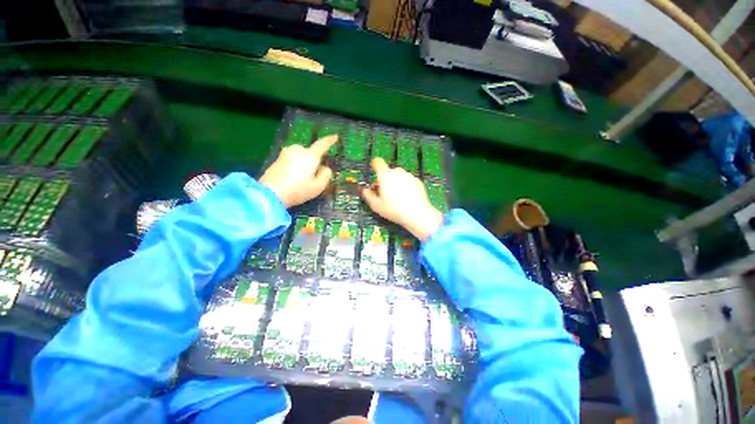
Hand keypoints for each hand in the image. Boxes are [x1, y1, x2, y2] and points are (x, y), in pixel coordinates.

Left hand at [260, 135, 336, 207]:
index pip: (322, 145)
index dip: (330, 140)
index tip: (336, 136)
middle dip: (313, 161)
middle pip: (310, 153)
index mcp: (310, 156)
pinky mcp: (277, 159)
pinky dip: (295, 167)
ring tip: (301, 180)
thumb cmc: (298, 190)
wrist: (270, 193)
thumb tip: (325, 168)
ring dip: (303, 164)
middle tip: (313, 177)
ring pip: (301, 156)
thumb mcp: (318, 187)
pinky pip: (292, 160)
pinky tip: (292, 179)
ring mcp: (286, 153)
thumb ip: (326, 175)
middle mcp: (298, 150)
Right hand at [361, 158, 442, 240]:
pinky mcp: (418, 181)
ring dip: (397, 182)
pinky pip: (409, 181)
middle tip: (385, 192)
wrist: (417, 214)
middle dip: (386, 179)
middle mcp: (397, 172)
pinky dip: (407, 186)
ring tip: (397, 197)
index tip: (374, 171)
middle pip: (389, 171)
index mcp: (385, 175)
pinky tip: (407, 197)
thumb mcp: (376, 206)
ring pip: (399, 176)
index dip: (374, 165)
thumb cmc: (394, 209)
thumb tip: (365, 191)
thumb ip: (368, 196)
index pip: (378, 162)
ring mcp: (409, 176)